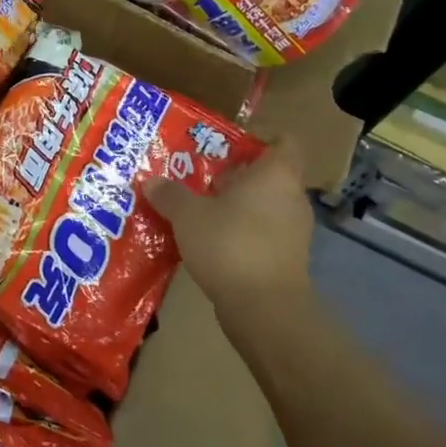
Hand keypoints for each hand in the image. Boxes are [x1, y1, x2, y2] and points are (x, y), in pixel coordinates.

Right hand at [143, 144, 315, 342]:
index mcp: (275, 175)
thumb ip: (170, 194)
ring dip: (238, 206)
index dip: (263, 138)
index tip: (231, 144)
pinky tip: (212, 241)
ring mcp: (294, 231)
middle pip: (270, 175)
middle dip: (237, 175)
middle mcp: (291, 198)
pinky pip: (264, 233)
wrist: (264, 308)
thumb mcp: (188, 215)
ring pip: (265, 206)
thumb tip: (151, 181)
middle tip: (202, 177)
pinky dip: (243, 232)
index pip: (285, 142)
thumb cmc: (230, 244)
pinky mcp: (288, 259)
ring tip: (201, 209)